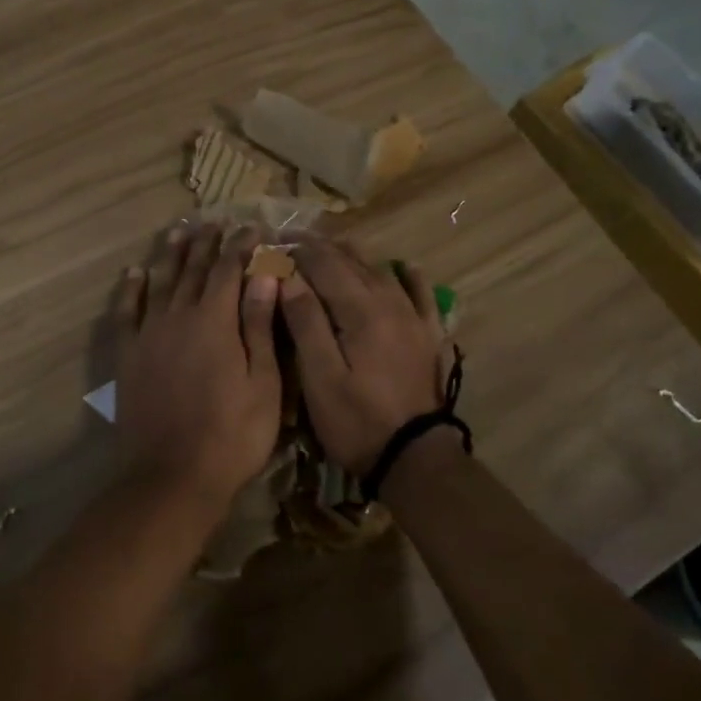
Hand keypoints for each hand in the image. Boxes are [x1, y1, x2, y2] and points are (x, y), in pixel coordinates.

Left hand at [113, 225, 283, 501]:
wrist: (173, 475)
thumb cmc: (233, 434)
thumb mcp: (263, 382)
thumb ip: (259, 325)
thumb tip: (265, 274)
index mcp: (215, 321)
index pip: (229, 270)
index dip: (241, 246)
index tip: (251, 227)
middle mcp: (178, 317)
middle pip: (193, 270)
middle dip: (206, 243)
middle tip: (214, 220)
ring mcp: (148, 335)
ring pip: (160, 282)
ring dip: (170, 254)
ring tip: (178, 230)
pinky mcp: (127, 356)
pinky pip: (126, 312)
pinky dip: (130, 290)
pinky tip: (133, 273)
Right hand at [279, 238, 447, 473]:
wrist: (414, 457)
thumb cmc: (357, 420)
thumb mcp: (320, 376)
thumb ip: (306, 322)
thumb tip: (289, 276)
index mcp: (360, 310)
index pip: (325, 265)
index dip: (297, 251)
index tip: (273, 243)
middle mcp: (390, 303)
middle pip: (353, 262)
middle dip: (321, 249)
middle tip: (294, 243)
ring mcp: (413, 318)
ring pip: (382, 272)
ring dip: (355, 256)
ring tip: (333, 248)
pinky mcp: (427, 335)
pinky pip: (420, 294)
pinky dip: (407, 276)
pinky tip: (401, 267)